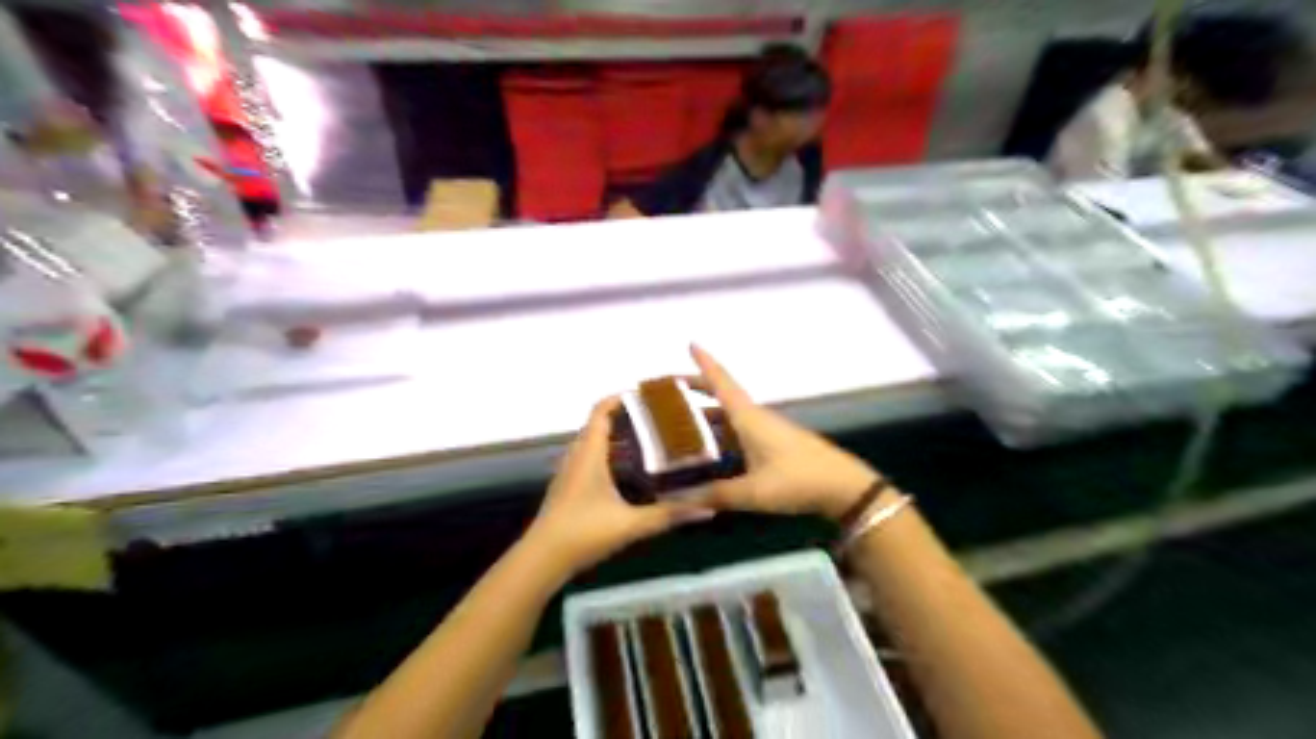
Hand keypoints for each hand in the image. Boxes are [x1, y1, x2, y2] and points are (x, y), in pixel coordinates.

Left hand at [526, 398, 714, 577]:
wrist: (541, 559)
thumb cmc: (583, 533)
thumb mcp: (631, 524)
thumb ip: (669, 514)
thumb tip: (708, 508)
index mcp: (589, 454)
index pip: (601, 411)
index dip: (622, 398)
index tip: (650, 396)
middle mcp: (577, 456)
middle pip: (599, 424)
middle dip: (627, 417)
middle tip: (659, 420)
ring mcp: (570, 472)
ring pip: (594, 443)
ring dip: (618, 437)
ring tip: (650, 440)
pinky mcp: (569, 487)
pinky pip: (590, 459)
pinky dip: (610, 455)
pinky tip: (629, 472)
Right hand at [690, 342, 881, 522]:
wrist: (843, 487)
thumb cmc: (797, 480)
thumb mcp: (754, 492)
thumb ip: (717, 495)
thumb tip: (680, 500)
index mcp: (749, 418)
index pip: (722, 383)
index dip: (705, 363)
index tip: (691, 343)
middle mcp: (756, 418)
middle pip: (724, 396)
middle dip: (699, 389)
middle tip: (671, 389)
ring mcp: (768, 431)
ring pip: (731, 416)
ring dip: (708, 414)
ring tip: (681, 421)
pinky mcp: (776, 445)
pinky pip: (740, 431)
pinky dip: (722, 433)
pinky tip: (711, 450)